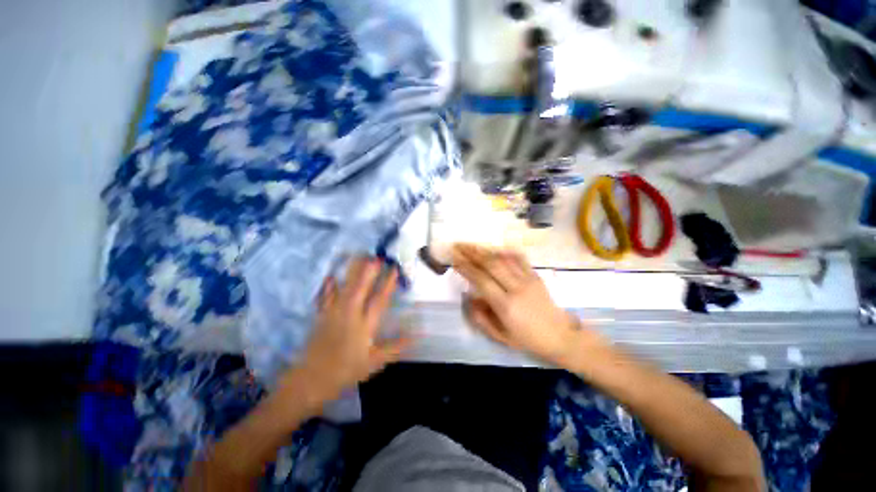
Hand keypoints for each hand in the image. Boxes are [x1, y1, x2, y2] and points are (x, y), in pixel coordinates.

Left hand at [279, 258, 409, 405]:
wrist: (312, 380)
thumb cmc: (346, 371)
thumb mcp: (375, 362)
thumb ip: (395, 347)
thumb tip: (416, 335)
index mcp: (365, 325)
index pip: (379, 300)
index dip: (387, 284)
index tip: (394, 269)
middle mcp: (350, 315)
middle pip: (360, 288)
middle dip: (369, 271)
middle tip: (376, 256)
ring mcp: (334, 313)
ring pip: (344, 288)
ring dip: (352, 272)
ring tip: (358, 257)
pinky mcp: (322, 316)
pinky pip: (325, 297)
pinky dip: (328, 286)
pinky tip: (329, 276)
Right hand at [452, 244, 600, 364]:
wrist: (561, 336)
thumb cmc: (528, 340)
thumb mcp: (501, 337)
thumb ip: (481, 318)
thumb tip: (468, 297)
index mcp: (506, 305)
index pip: (481, 280)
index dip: (466, 268)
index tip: (454, 259)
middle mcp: (516, 288)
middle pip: (491, 264)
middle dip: (472, 253)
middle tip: (457, 245)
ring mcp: (528, 279)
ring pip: (503, 258)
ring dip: (485, 249)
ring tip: (470, 244)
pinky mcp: (536, 275)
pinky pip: (518, 258)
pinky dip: (504, 251)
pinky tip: (494, 248)